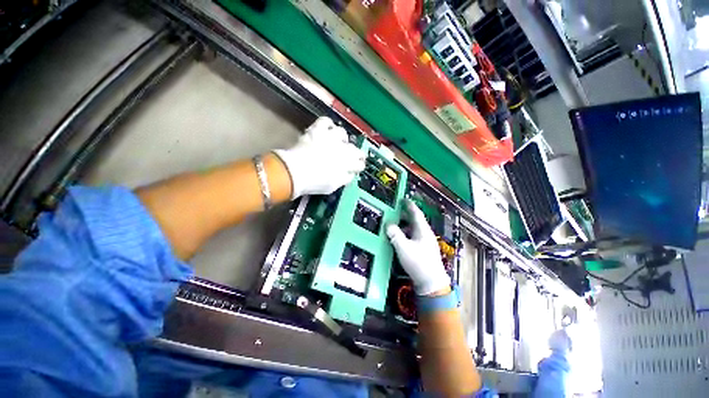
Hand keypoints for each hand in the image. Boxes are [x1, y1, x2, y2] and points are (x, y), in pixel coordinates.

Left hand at [274, 117, 364, 197]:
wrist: (297, 171)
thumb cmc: (316, 182)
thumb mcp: (334, 186)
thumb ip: (345, 179)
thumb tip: (350, 174)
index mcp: (348, 163)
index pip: (359, 163)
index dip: (359, 166)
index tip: (357, 168)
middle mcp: (343, 148)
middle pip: (354, 148)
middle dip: (356, 153)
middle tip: (352, 156)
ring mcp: (330, 137)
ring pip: (342, 133)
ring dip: (342, 138)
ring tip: (338, 141)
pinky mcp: (317, 130)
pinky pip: (326, 121)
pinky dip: (328, 124)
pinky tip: (327, 128)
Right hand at [386, 200, 450, 295]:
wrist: (431, 283)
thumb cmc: (418, 263)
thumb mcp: (403, 248)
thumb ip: (395, 235)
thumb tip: (388, 225)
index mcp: (423, 230)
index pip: (416, 213)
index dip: (409, 205)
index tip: (403, 199)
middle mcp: (425, 234)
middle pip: (415, 221)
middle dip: (405, 215)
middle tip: (395, 211)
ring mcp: (425, 243)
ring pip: (414, 229)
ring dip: (404, 226)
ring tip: (394, 225)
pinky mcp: (423, 250)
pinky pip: (413, 237)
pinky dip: (406, 234)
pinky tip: (400, 239)